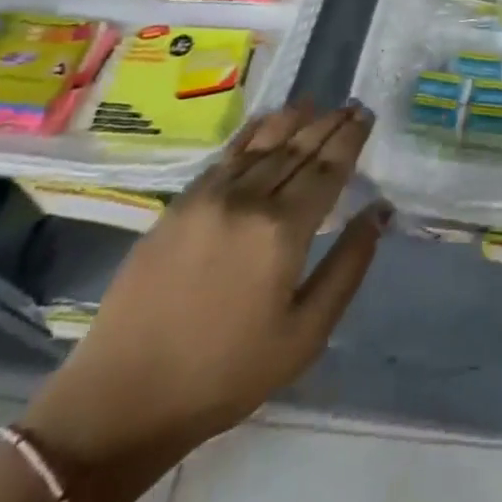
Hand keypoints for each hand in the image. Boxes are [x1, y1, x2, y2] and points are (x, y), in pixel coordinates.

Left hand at [23, 104, 387, 480]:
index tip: (367, 115)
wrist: (122, 399)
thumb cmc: (226, 375)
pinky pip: (227, 155)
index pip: (328, 168)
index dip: (350, 138)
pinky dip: (252, 132)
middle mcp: (249, 200)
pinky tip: (266, 122)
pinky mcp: (179, 204)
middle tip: (352, 103)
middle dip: (329, 123)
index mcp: (283, 231)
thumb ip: (348, 267)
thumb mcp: (305, 335)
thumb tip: (379, 212)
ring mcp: (209, 197)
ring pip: (262, 143)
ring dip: (294, 119)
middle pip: (298, 148)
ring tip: (316, 102)